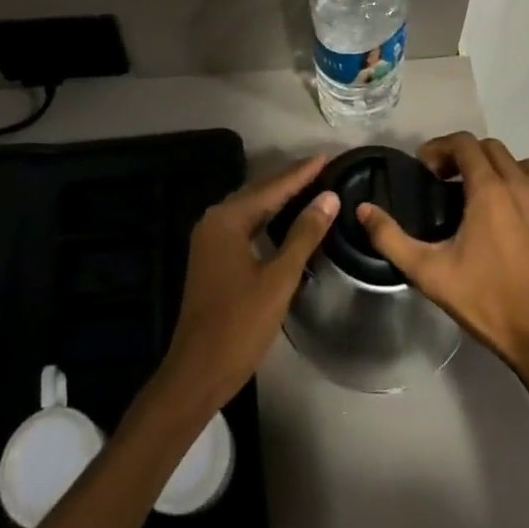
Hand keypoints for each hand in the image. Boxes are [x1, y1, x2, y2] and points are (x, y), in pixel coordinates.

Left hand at [153, 155, 337, 419]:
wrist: (199, 371)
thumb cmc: (240, 324)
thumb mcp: (279, 278)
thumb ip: (304, 234)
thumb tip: (329, 198)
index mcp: (227, 219)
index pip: (271, 187)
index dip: (301, 173)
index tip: (326, 157)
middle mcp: (214, 221)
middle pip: (258, 193)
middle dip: (290, 181)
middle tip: (322, 169)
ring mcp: (210, 240)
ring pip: (251, 210)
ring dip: (279, 199)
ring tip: (311, 187)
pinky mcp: (213, 258)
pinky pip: (245, 226)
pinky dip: (267, 219)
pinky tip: (286, 221)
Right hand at [356, 133, 528, 384]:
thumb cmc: (489, 302)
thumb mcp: (430, 273)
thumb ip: (391, 238)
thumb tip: (363, 209)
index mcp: (489, 190)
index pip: (464, 143)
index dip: (441, 148)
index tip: (426, 169)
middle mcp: (522, 187)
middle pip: (494, 149)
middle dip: (466, 156)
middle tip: (447, 182)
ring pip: (528, 165)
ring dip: (505, 169)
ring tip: (488, 194)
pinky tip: (528, 214)